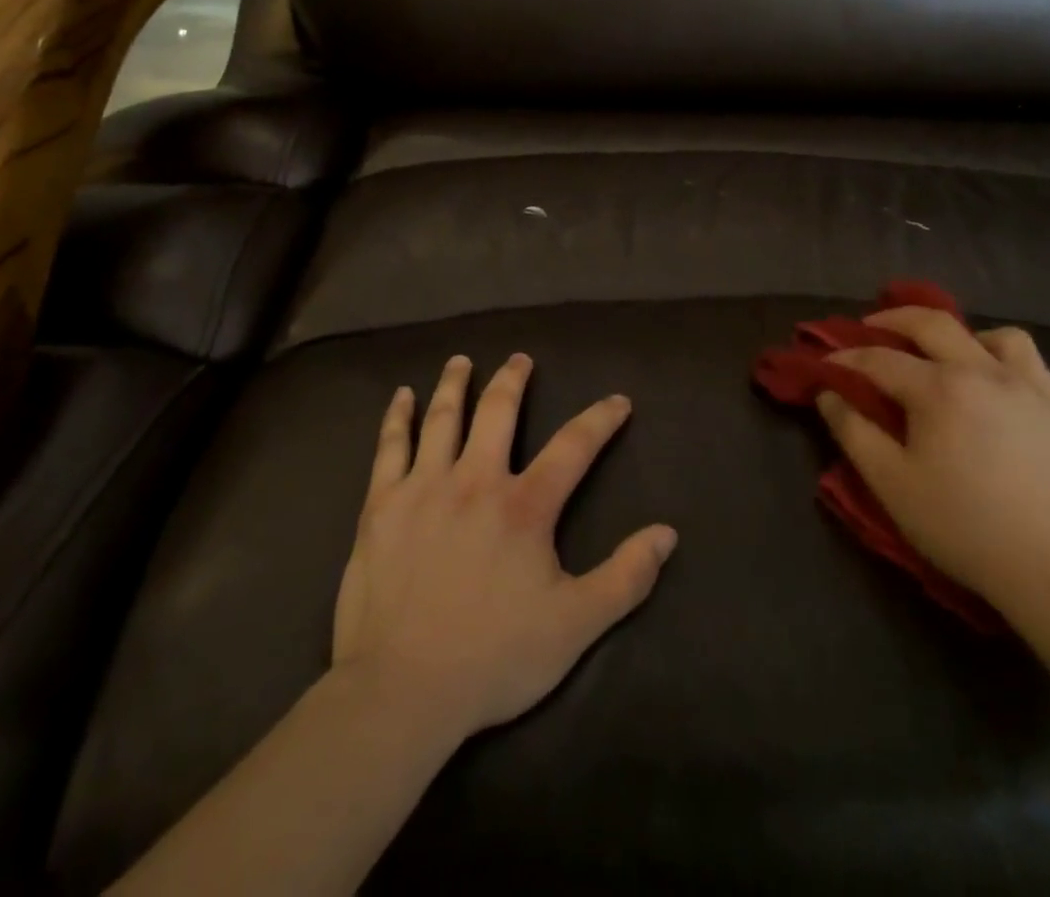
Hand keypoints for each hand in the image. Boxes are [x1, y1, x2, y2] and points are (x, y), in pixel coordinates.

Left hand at [331, 354, 677, 745]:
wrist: (402, 690)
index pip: (573, 447)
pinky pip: (390, 447)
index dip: (600, 419)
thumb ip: (625, 577)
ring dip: (456, 384)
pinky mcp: (382, 504)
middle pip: (498, 412)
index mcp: (524, 507)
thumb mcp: (575, 626)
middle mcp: (475, 480)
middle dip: (513, 380)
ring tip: (462, 361)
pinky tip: (401, 397)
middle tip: (521, 359)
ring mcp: (424, 487)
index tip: (618, 401)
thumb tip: (667, 533)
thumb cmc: (494, 658)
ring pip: (443, 418)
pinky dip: (397, 417)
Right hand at [816, 309, 1049, 619]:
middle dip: (890, 320)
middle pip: (929, 324)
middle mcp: (981, 371)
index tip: (824, 366)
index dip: (844, 358)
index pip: (878, 359)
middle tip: (867, 330)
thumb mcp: (891, 483)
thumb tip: (829, 394)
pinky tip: (988, 375)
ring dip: (953, 334)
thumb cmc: (964, 527)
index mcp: (938, 389)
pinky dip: (998, 351)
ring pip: (986, 332)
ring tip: (938, 354)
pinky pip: (1026, 355)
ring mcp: (1026, 384)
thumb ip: (853, 432)